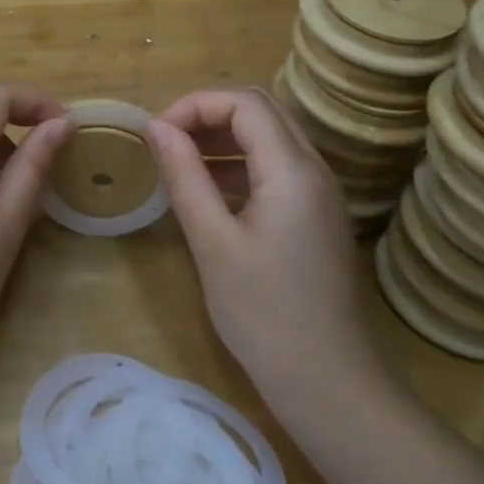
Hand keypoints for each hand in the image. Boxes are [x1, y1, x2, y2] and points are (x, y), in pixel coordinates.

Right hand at [143, 87, 384, 395]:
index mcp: (292, 170)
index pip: (244, 102)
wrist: (327, 380)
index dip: (195, 105)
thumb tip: (156, 127)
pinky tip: (208, 192)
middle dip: (208, 114)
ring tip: (179, 162)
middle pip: (261, 110)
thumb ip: (184, 176)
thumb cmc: (262, 312)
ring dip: (223, 137)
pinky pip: (276, 167)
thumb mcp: (211, 241)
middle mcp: (314, 168)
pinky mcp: (317, 214)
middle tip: (167, 141)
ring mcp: (320, 192)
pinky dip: (239, 163)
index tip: (157, 134)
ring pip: (270, 137)